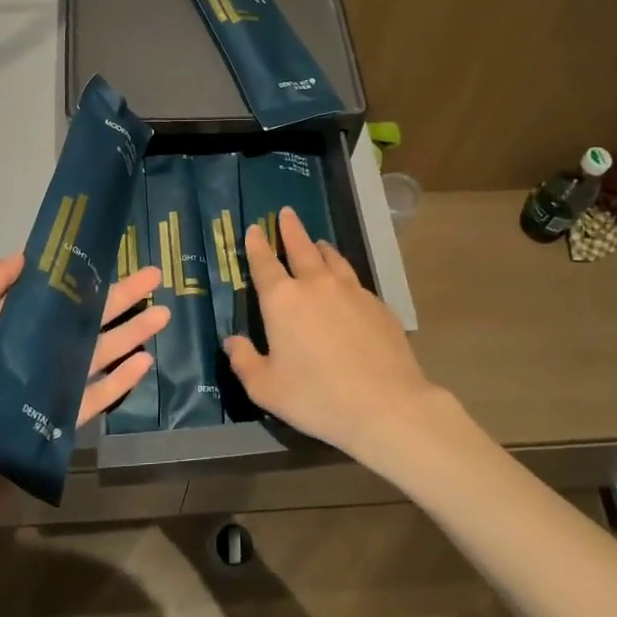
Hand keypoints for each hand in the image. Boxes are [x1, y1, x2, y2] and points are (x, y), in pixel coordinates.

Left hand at [0, 254, 168, 532]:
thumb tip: (25, 257)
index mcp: (6, 333)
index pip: (52, 296)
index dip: (81, 275)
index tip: (109, 254)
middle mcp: (31, 357)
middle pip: (83, 321)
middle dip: (118, 298)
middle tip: (154, 276)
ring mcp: (47, 392)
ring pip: (97, 355)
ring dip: (129, 333)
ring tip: (162, 313)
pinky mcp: (59, 425)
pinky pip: (96, 397)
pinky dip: (120, 380)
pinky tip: (145, 360)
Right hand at [225, 207, 441, 466]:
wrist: (385, 404)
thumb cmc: (316, 397)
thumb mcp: (266, 388)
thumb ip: (244, 361)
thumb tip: (231, 341)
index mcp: (282, 301)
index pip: (265, 263)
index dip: (257, 245)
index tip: (254, 228)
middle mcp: (316, 285)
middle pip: (301, 248)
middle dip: (291, 229)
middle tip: (286, 213)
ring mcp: (351, 291)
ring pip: (332, 258)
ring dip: (320, 247)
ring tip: (317, 242)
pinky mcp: (377, 304)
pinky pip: (354, 280)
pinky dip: (343, 273)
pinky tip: (345, 284)